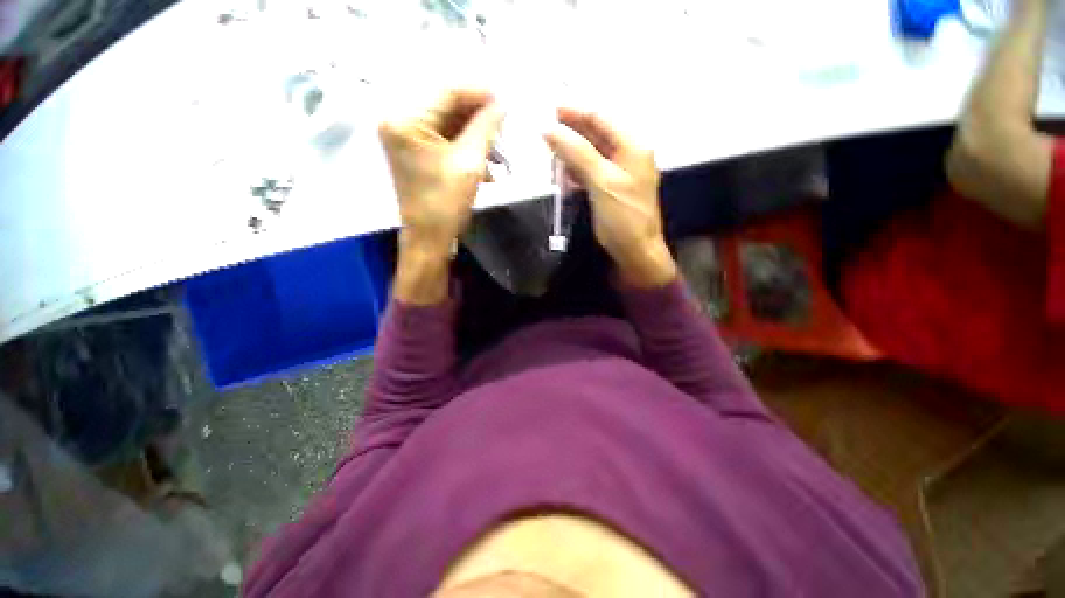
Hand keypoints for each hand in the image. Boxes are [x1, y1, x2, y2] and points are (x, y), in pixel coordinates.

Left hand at [379, 88, 503, 259]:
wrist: (429, 238)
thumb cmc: (446, 205)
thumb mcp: (470, 164)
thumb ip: (485, 128)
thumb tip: (502, 105)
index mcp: (405, 120)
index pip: (447, 92)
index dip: (479, 93)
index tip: (505, 99)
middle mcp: (398, 120)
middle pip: (445, 104)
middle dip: (477, 113)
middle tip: (503, 121)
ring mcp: (404, 135)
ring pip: (446, 120)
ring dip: (473, 130)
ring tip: (497, 142)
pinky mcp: (412, 149)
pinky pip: (442, 136)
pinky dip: (464, 143)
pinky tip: (484, 156)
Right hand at [544, 108, 676, 287]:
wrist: (635, 251)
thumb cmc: (622, 217)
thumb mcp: (601, 182)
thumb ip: (577, 152)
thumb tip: (549, 129)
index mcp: (632, 145)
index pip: (601, 117)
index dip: (575, 111)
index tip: (549, 110)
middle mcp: (628, 153)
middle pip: (595, 133)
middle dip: (571, 134)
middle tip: (545, 136)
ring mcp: (619, 171)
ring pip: (590, 153)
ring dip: (571, 154)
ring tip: (551, 159)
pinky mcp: (610, 187)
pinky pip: (590, 171)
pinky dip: (576, 171)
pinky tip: (564, 177)